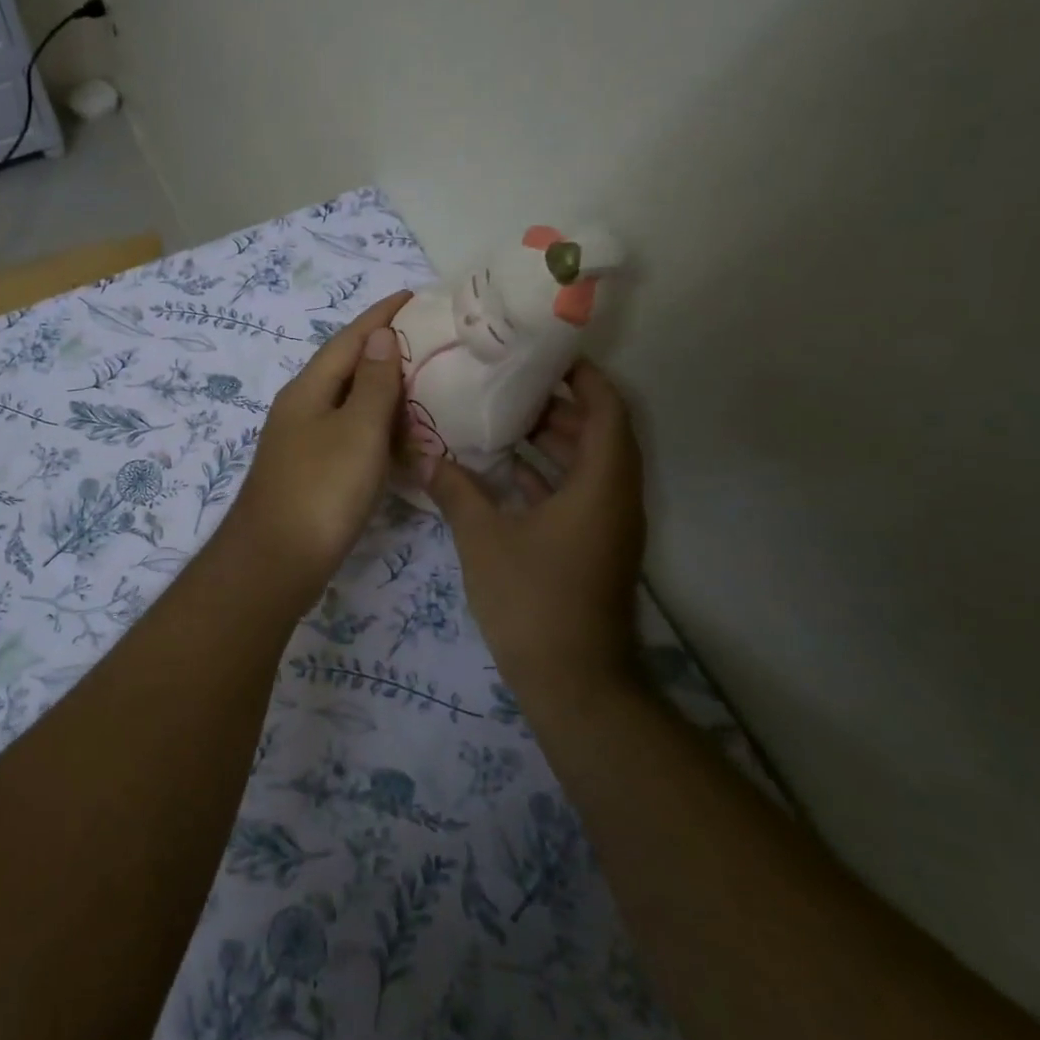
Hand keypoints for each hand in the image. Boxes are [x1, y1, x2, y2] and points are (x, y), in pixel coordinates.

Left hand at [222, 291, 411, 601]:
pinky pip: (348, 434)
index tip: (413, 295)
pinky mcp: (310, 473)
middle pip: (345, 367)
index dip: (380, 315)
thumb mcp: (357, 431)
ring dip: (381, 389)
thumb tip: (380, 336)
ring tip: (423, 381)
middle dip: (383, 349)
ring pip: (347, 403)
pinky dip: (376, 427)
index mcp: (308, 389)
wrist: (275, 562)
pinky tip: (398, 436)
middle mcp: (300, 408)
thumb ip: (373, 383)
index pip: (349, 339)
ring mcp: (302, 442)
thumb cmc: (321, 491)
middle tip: (429, 339)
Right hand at [424, 359, 646, 702]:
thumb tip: (426, 455)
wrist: (574, 683)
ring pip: (587, 466)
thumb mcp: (484, 539)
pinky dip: (547, 476)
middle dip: (559, 405)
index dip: (583, 377)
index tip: (545, 355)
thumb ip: (457, 490)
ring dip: (553, 441)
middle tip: (509, 384)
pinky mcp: (593, 548)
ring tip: (501, 418)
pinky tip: (504, 471)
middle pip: (599, 433)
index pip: (607, 409)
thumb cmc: (533, 600)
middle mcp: (614, 497)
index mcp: (601, 484)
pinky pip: (577, 494)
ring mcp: (606, 526)